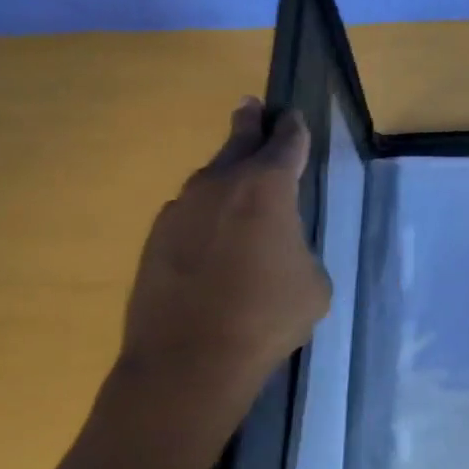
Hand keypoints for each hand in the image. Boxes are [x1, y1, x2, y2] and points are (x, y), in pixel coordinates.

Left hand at [109, 99, 331, 449]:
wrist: (187, 362)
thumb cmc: (265, 318)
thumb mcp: (313, 283)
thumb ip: (299, 249)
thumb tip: (279, 249)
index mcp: (268, 186)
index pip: (287, 141)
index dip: (293, 127)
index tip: (292, 116)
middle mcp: (222, 183)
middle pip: (239, 139)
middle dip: (249, 122)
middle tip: (251, 106)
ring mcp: (182, 207)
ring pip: (210, 177)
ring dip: (226, 174)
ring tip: (237, 184)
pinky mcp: (156, 236)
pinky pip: (188, 212)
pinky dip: (204, 215)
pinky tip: (210, 240)